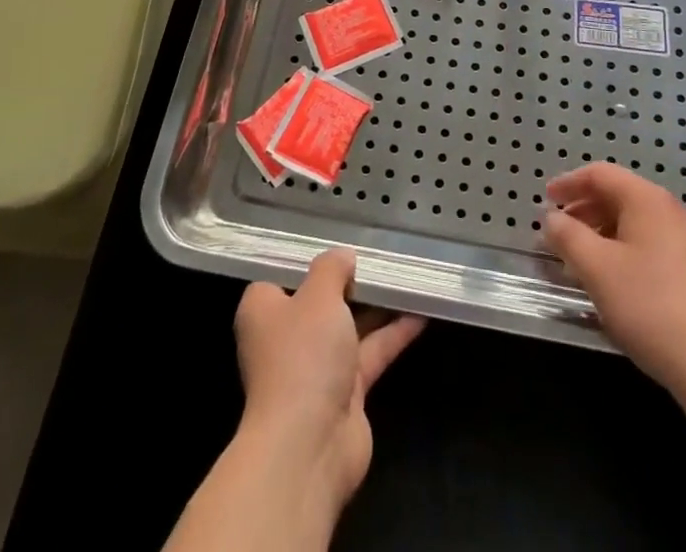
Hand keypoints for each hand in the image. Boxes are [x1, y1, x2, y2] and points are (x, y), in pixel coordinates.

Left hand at [232, 249, 424, 519]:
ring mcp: (316, 366)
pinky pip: (370, 352)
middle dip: (350, 279)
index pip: (284, 273)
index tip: (339, 239)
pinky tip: (421, 312)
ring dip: (377, 305)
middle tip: (382, 253)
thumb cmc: (303, 356)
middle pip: (321, 298)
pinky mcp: (345, 391)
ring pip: (350, 325)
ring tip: (408, 276)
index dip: (311, 257)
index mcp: (264, 309)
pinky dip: (393, 333)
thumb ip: (332, 268)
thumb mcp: (318, 295)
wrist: (310, 446)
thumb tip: (344, 256)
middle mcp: (286, 336)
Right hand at [543, 162, 685, 399]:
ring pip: (633, 223)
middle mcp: (670, 211)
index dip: (568, 183)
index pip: (600, 174)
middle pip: (618, 195)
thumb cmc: (649, 306)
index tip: (545, 200)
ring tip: (578, 259)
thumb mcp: (596, 268)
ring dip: (601, 233)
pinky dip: (622, 251)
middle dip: (583, 210)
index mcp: (648, 200)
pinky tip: (611, 280)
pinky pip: (649, 245)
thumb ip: (567, 236)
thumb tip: (552, 218)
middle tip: (557, 232)